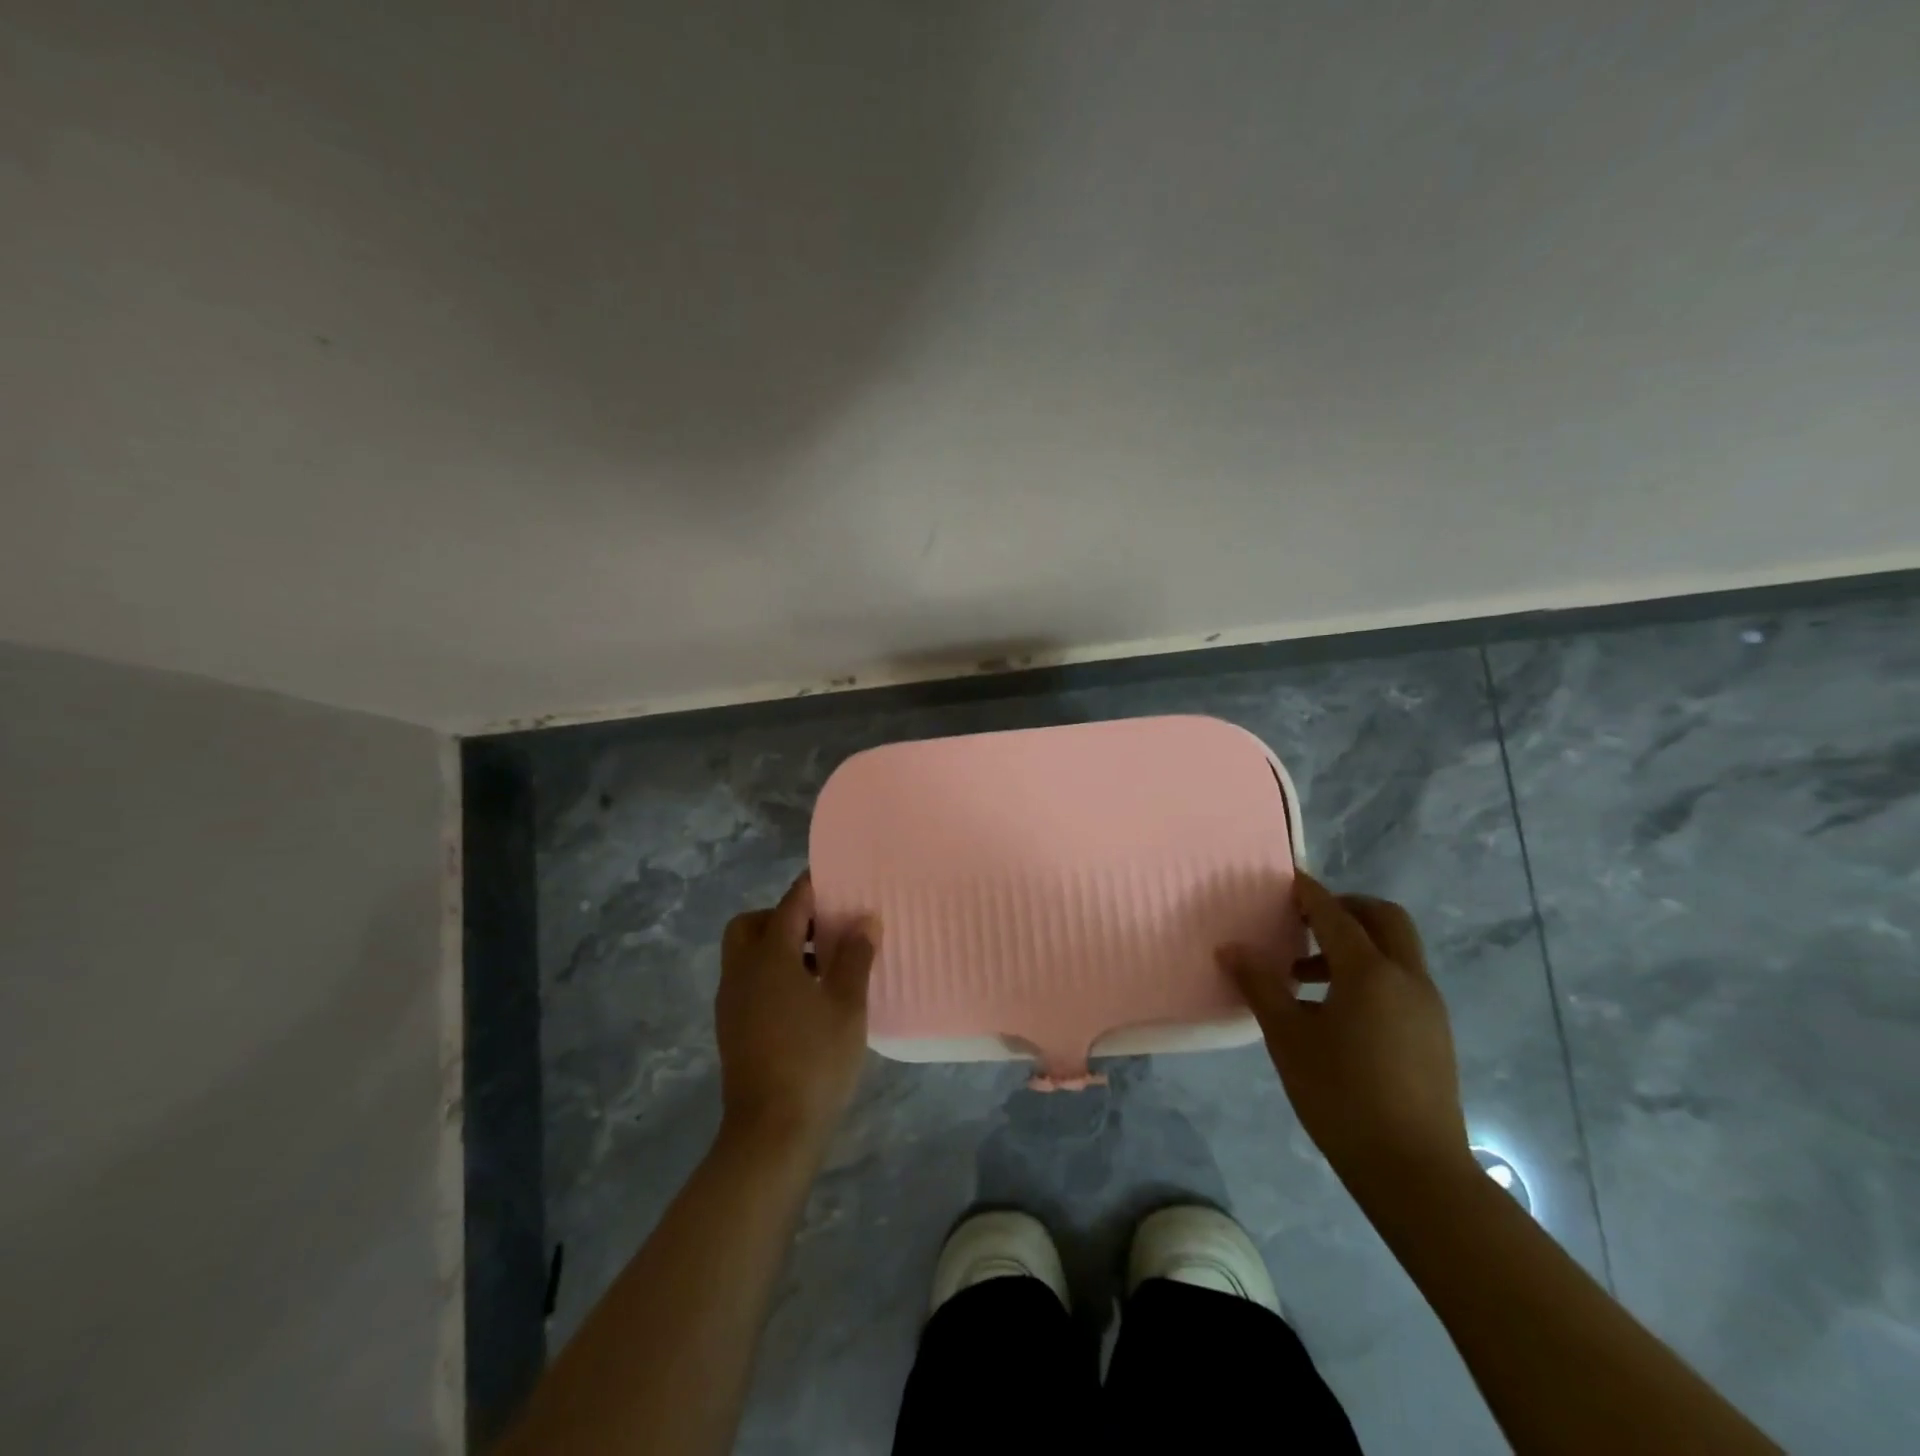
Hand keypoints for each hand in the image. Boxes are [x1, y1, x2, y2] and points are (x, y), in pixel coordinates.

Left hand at [716, 872, 879, 1151]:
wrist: (771, 1132)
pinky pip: (749, 982)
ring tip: (824, 966)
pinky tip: (807, 999)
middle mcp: (741, 971)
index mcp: (769, 957)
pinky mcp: (732, 1028)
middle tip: (822, 930)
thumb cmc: (815, 1059)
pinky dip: (772, 975)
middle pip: (752, 925)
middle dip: (784, 918)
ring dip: (779, 948)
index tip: (838, 880)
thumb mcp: (847, 1004)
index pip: (790, 904)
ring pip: (747, 955)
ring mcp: (732, 1002)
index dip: (814, 888)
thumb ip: (856, 956)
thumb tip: (865, 919)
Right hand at [1219, 872, 1469, 1197]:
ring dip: (1356, 943)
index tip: (1286, 880)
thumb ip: (1260, 985)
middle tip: (1304, 921)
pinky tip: (1337, 1009)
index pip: (1335, 914)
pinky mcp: (1435, 1032)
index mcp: (1370, 972)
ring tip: (1306, 975)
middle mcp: (1407, 977)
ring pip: (1396, 949)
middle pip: (1383, 918)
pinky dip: (1371, 972)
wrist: (1414, 1170)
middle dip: (1345, 908)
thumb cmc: (1341, 1095)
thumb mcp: (1287, 1037)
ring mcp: (1428, 1005)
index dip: (1308, 893)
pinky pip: (1402, 979)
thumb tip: (1231, 948)